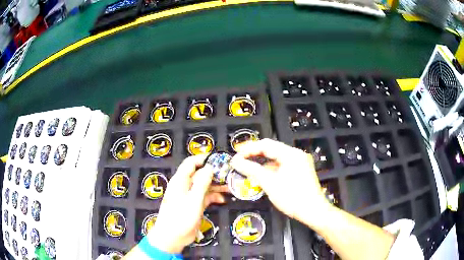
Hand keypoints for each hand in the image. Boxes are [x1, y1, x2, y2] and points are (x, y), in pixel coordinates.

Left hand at [148, 155, 226, 253]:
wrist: (172, 237)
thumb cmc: (180, 217)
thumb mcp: (193, 200)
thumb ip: (201, 183)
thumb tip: (210, 168)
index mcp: (181, 181)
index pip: (191, 163)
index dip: (203, 159)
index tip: (219, 160)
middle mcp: (185, 186)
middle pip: (200, 174)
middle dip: (214, 173)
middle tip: (230, 174)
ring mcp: (190, 196)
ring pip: (204, 186)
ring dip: (216, 185)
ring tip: (231, 186)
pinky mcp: (194, 205)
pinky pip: (205, 197)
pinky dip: (214, 197)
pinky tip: (223, 200)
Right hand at [230, 139, 331, 226]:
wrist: (313, 211)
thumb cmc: (293, 198)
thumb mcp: (269, 183)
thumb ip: (252, 170)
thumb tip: (236, 161)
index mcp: (291, 154)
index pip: (265, 145)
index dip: (248, 149)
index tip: (236, 156)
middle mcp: (297, 155)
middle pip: (271, 150)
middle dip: (255, 154)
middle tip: (240, 160)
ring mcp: (300, 163)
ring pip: (277, 158)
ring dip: (263, 162)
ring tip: (249, 168)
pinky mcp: (301, 171)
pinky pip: (283, 165)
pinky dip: (272, 169)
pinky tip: (264, 176)